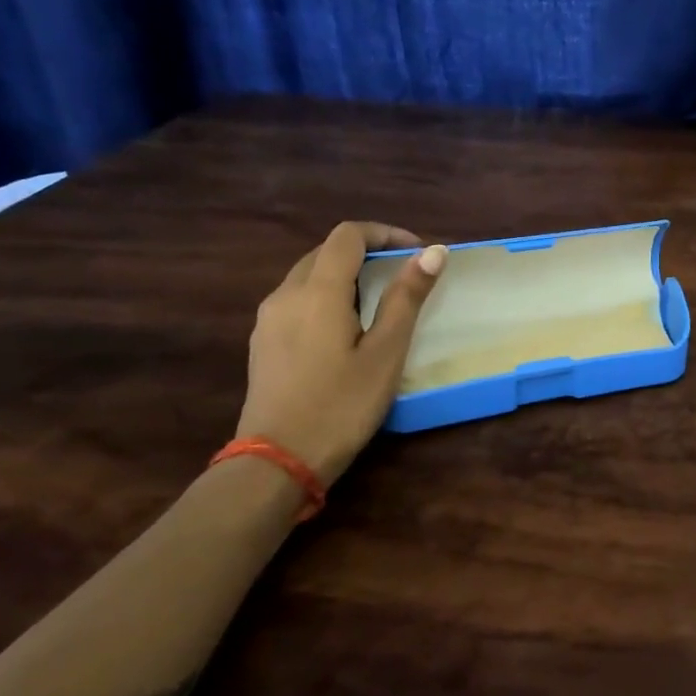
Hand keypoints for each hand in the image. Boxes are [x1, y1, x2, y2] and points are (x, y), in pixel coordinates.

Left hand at [236, 222, 447, 484]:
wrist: (277, 462)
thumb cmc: (341, 406)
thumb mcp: (386, 352)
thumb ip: (406, 297)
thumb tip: (432, 252)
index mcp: (317, 291)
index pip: (348, 235)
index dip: (385, 233)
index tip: (416, 252)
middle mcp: (285, 294)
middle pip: (326, 251)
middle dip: (366, 252)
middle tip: (403, 275)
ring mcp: (268, 319)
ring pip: (308, 275)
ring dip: (345, 274)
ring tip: (379, 301)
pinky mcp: (262, 342)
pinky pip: (297, 299)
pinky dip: (326, 295)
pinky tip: (345, 328)